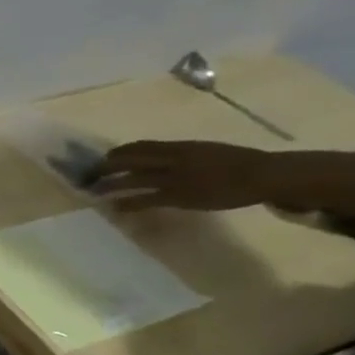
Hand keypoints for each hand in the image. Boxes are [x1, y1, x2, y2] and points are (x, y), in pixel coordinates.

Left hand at [94, 139, 282, 210]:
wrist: (264, 174)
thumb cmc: (238, 162)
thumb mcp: (205, 150)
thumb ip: (181, 153)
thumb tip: (159, 158)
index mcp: (181, 146)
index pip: (141, 146)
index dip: (119, 152)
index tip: (106, 157)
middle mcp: (172, 159)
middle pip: (129, 160)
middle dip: (106, 166)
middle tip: (90, 174)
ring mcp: (175, 178)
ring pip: (133, 180)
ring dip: (110, 185)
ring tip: (94, 191)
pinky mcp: (179, 196)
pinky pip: (146, 200)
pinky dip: (127, 203)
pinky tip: (115, 207)